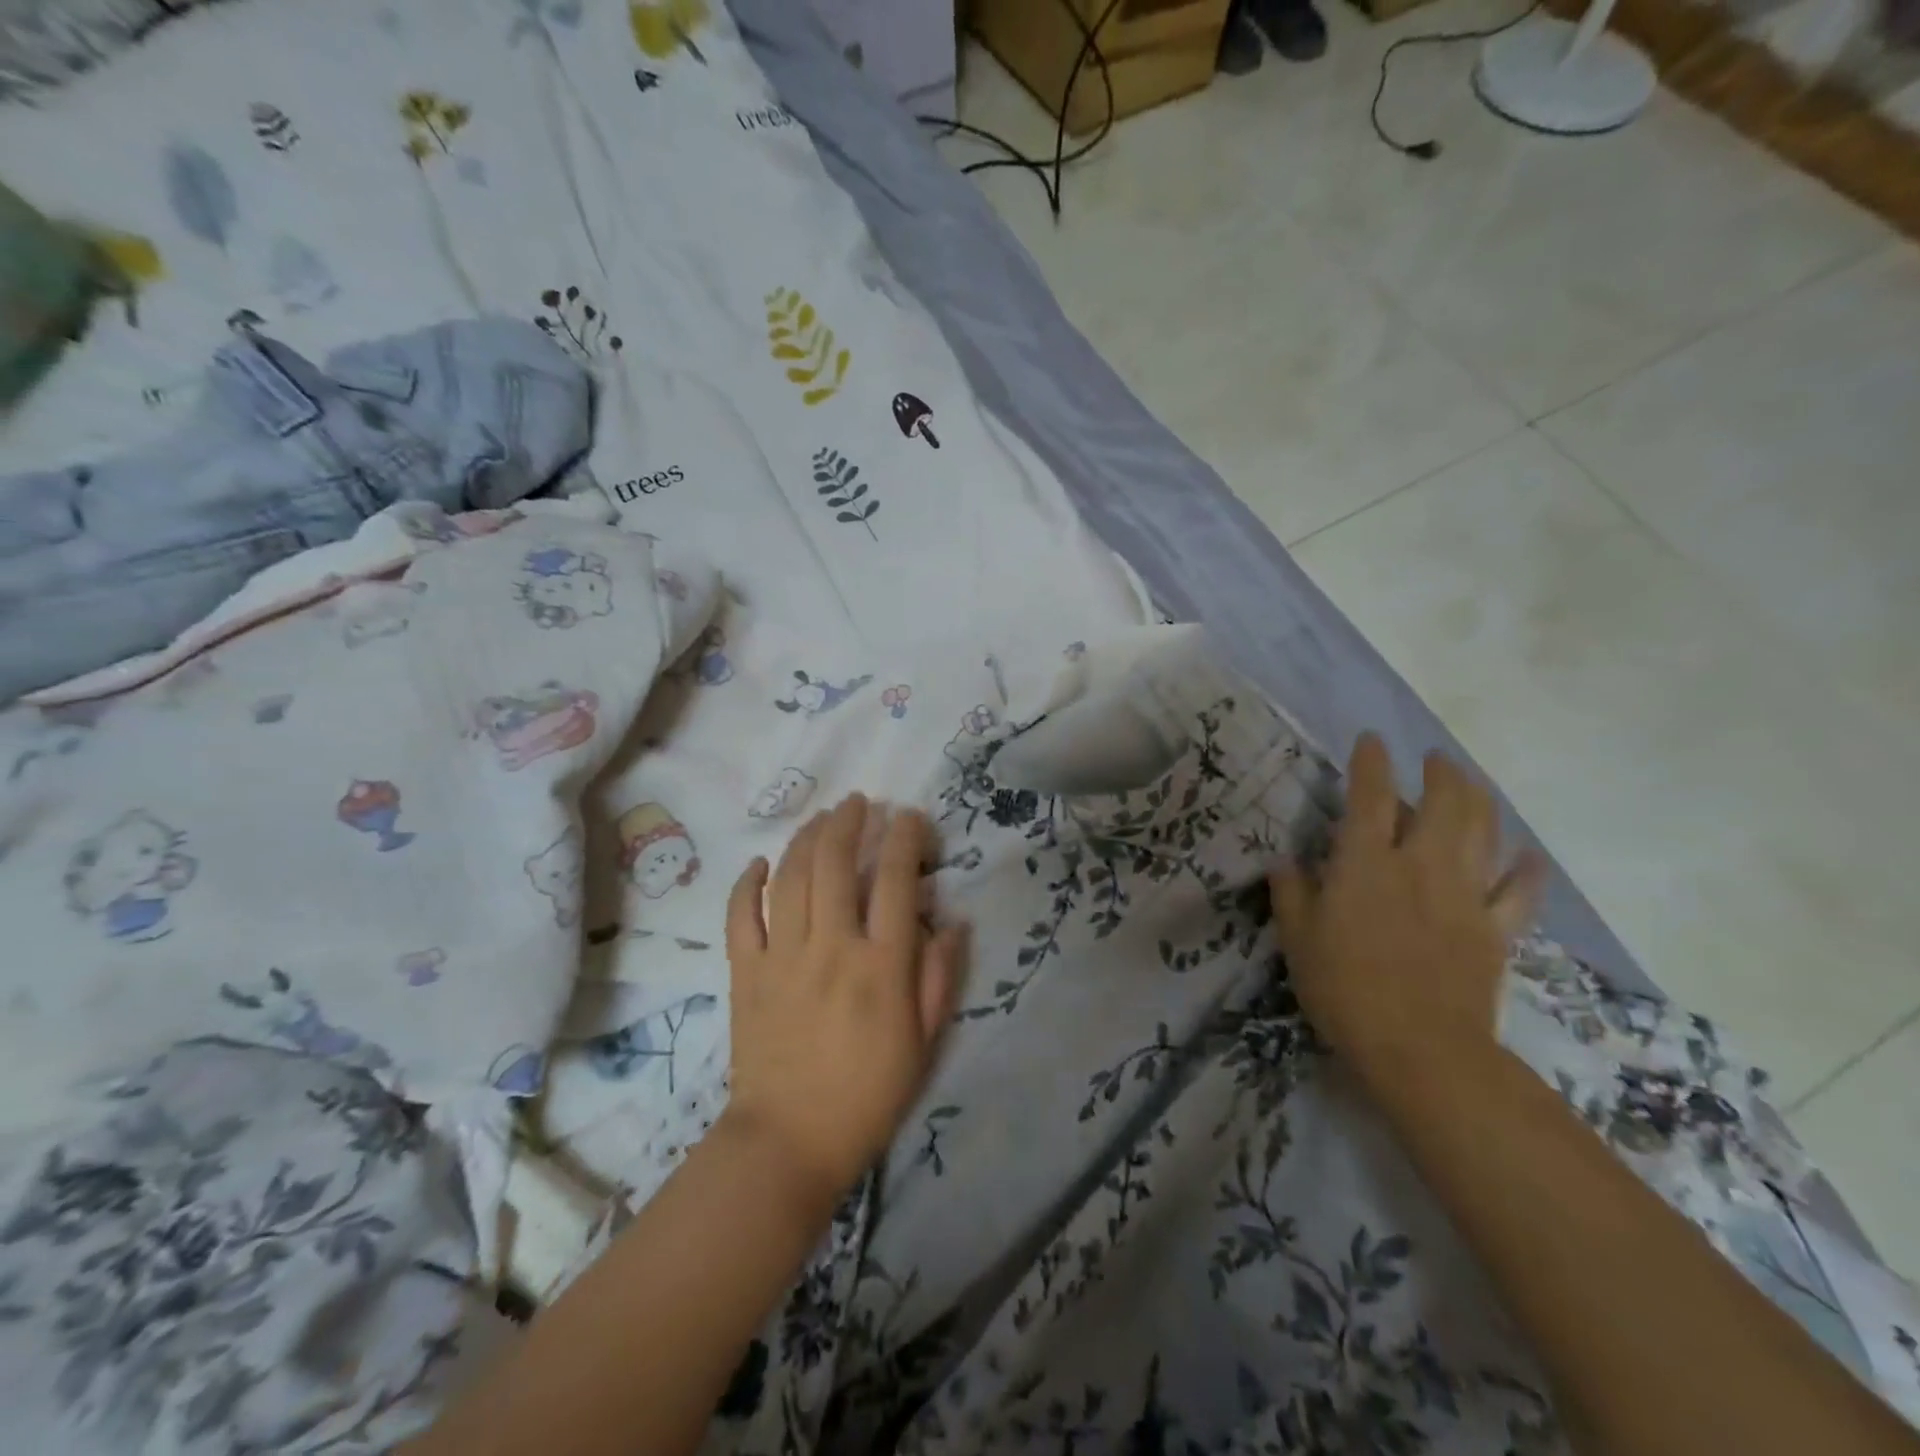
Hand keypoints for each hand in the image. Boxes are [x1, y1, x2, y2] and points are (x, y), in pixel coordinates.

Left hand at [722, 794, 966, 1201]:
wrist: (789, 1142)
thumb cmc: (868, 1095)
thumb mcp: (924, 1042)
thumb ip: (939, 976)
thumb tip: (952, 920)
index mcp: (881, 966)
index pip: (897, 882)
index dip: (906, 839)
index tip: (911, 818)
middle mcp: (831, 948)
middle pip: (836, 863)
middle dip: (849, 822)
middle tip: (859, 803)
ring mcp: (782, 957)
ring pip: (791, 877)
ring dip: (807, 837)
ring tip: (822, 817)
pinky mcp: (746, 973)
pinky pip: (741, 916)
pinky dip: (747, 884)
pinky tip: (759, 863)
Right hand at [1270, 735, 1545, 1091]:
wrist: (1420, 1048)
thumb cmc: (1344, 988)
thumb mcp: (1297, 939)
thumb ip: (1291, 894)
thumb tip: (1284, 861)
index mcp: (1365, 863)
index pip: (1370, 796)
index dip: (1371, 762)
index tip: (1372, 740)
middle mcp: (1419, 865)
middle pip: (1443, 802)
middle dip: (1441, 772)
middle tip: (1434, 760)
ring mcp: (1465, 895)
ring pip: (1484, 832)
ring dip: (1480, 800)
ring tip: (1472, 785)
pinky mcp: (1495, 929)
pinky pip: (1519, 890)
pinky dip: (1525, 869)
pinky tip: (1527, 855)